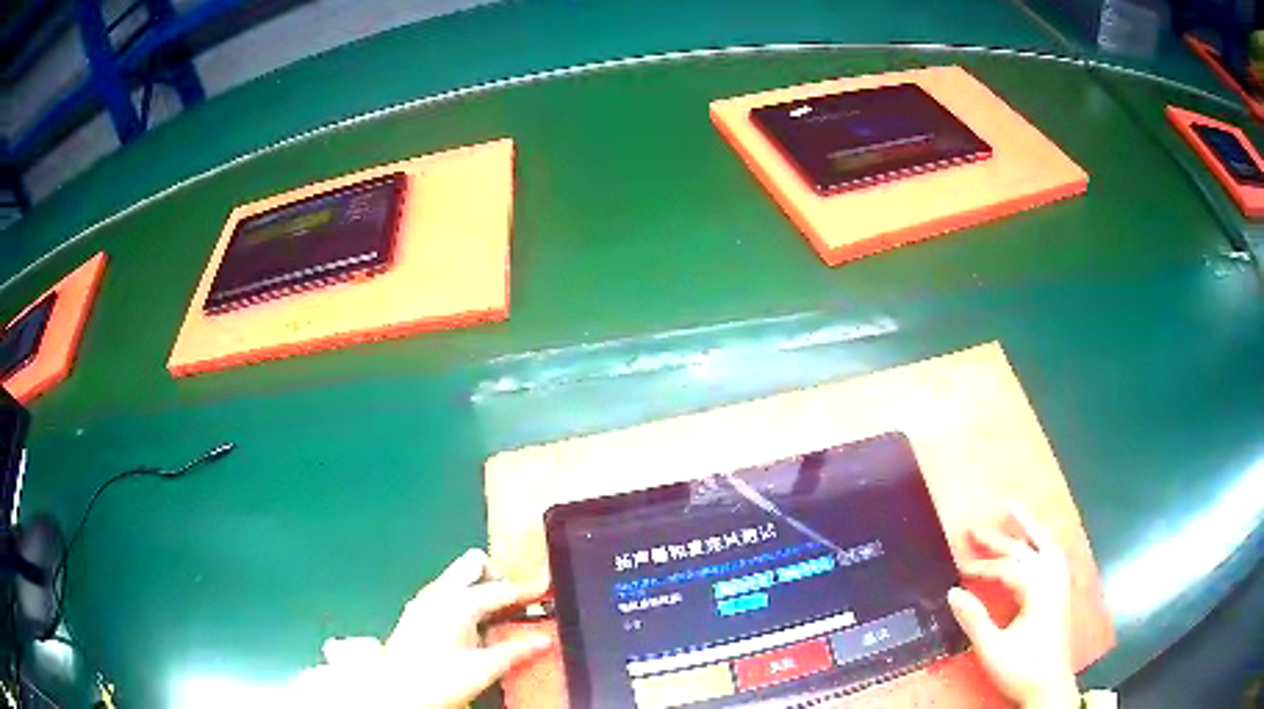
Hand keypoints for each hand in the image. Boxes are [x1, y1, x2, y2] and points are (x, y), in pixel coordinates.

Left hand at [382, 548, 553, 707]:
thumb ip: (515, 652)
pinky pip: (447, 592)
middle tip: (517, 602)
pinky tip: (475, 626)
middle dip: (498, 576)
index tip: (549, 587)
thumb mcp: (483, 669)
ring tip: (501, 616)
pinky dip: (466, 599)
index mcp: (458, 602)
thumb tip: (545, 641)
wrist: (393, 691)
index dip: (528, 589)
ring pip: (458, 578)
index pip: (501, 589)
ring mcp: (424, 600)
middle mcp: (439, 592)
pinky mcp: (416, 612)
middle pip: (473, 563)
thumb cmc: (439, 679)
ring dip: (481, 588)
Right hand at [947, 509, 1077, 708]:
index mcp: (1037, 588)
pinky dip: (1041, 541)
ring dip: (1028, 526)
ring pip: (1044, 544)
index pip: (1006, 568)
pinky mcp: (1061, 591)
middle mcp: (1052, 577)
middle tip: (975, 526)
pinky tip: (1036, 541)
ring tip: (1014, 510)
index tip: (960, 570)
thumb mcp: (992, 649)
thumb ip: (974, 619)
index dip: (982, 567)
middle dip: (999, 537)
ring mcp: (1060, 582)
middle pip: (1024, 549)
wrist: (1050, 685)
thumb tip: (952, 593)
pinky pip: (1052, 554)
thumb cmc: (1022, 668)